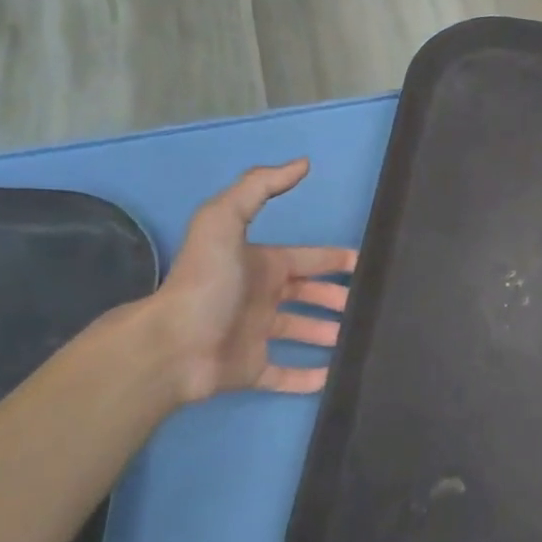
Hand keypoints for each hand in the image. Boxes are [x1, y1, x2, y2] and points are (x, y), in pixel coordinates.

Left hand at [148, 161, 358, 404]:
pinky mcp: (251, 370)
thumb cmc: (206, 282)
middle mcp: (261, 298)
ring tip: (359, 338)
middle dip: (337, 298)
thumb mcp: (225, 220)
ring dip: (328, 334)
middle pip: (308, 296)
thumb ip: (259, 187)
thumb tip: (302, 163)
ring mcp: (256, 335)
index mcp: (260, 265)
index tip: (366, 266)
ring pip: (301, 333)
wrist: (172, 344)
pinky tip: (336, 377)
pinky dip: (309, 378)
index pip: (307, 260)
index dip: (335, 261)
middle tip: (369, 306)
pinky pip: (286, 375)